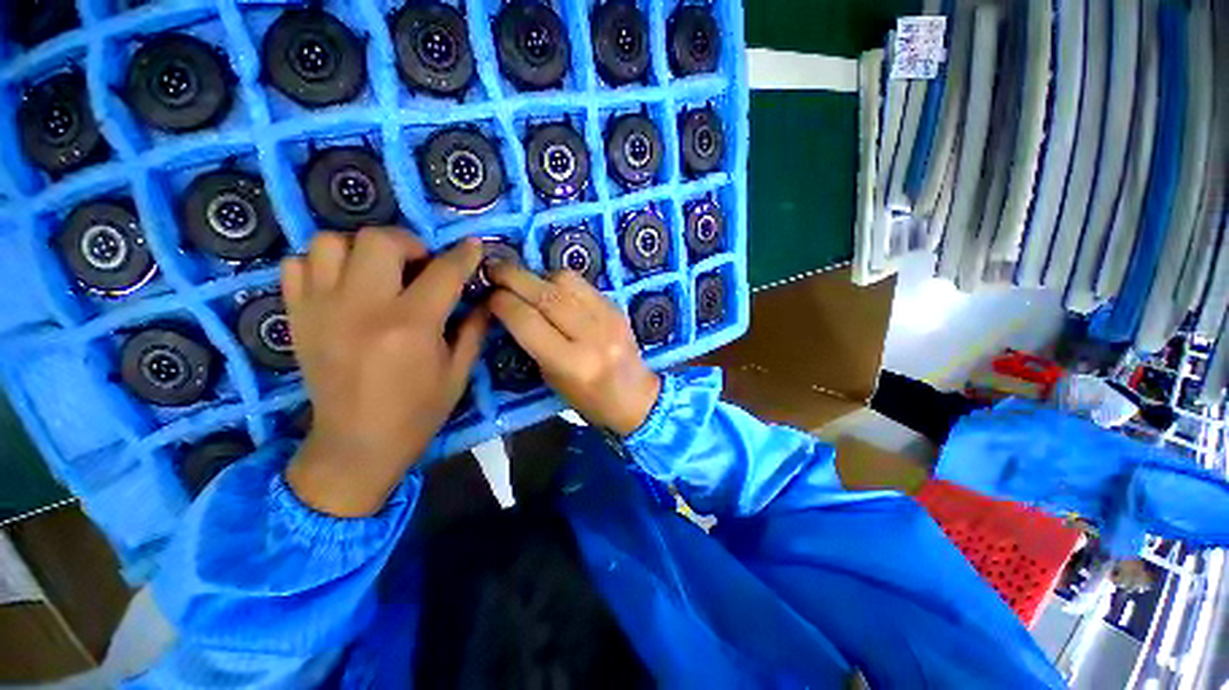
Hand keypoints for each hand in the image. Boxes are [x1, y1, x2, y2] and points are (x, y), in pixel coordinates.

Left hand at [281, 229, 486, 516]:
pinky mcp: (297, 317)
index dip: (463, 255)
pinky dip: (322, 262)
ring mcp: (322, 310)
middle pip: (379, 240)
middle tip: (420, 265)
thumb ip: (474, 329)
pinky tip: (344, 283)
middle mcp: (363, 308)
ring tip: (379, 270)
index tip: (473, 246)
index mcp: (412, 326)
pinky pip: (297, 265)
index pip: (443, 272)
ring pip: (330, 242)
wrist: (356, 444)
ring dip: (361, 248)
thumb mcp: (458, 372)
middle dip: (409, 243)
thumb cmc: (418, 411)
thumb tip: (485, 298)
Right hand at [488, 263, 659, 435]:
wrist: (636, 396)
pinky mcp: (617, 306)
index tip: (488, 295)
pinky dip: (561, 282)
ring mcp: (608, 316)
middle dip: (513, 276)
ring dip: (539, 276)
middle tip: (494, 268)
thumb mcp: (551, 378)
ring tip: (527, 284)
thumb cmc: (588, 399)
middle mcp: (591, 335)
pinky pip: (583, 283)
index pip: (526, 320)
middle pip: (545, 294)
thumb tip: (509, 306)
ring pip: (565, 280)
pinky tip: (553, 290)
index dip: (501, 302)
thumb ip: (531, 342)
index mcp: (571, 362)